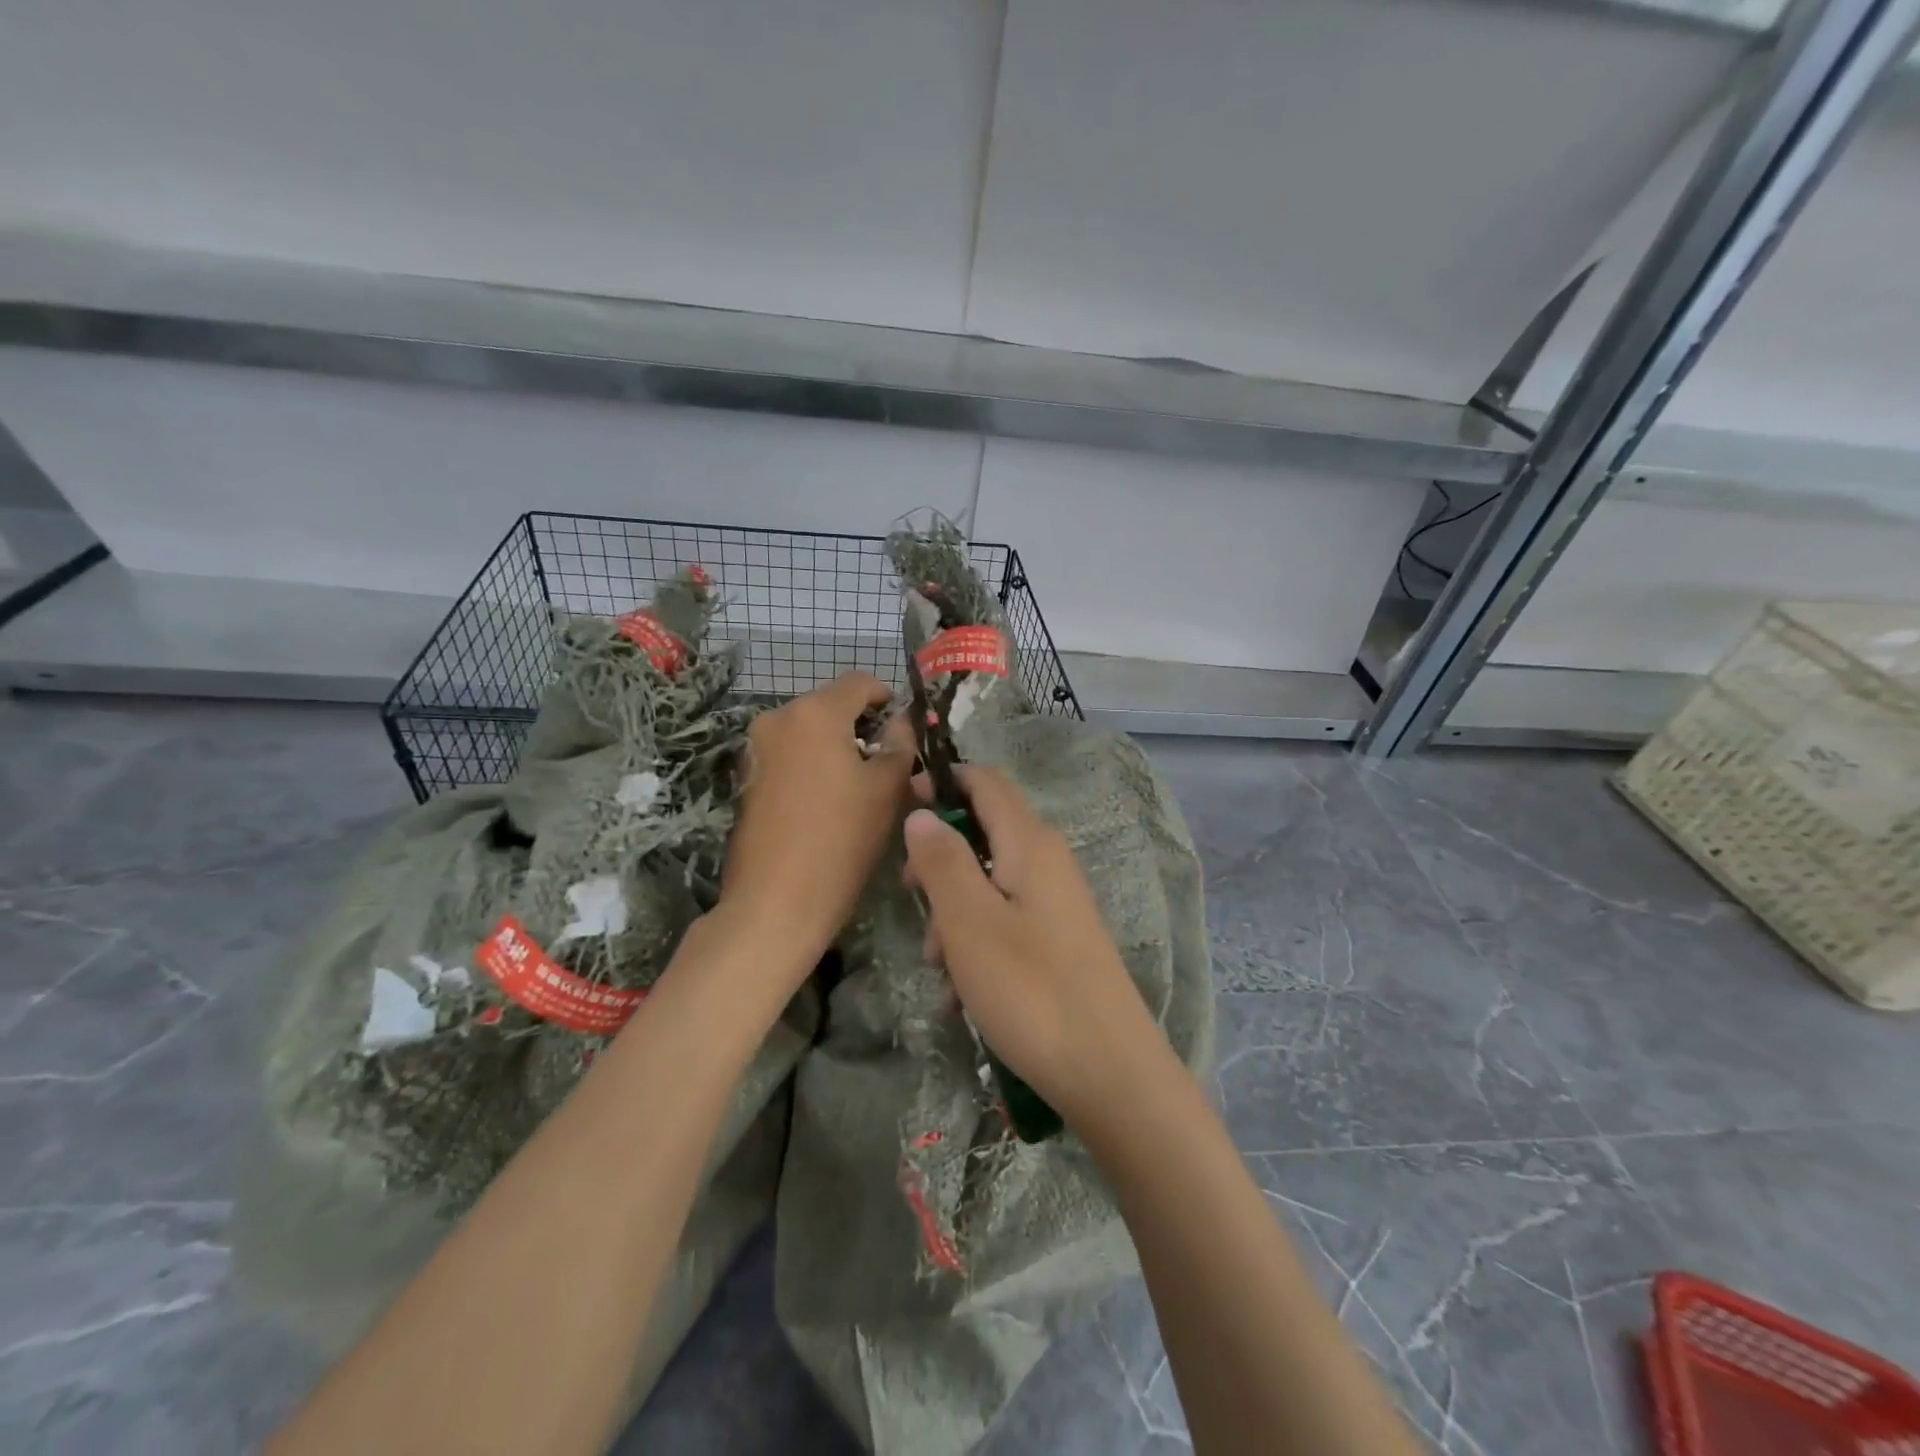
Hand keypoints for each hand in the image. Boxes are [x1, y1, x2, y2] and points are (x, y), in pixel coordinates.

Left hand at [722, 673, 913, 971]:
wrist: (776, 902)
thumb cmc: (841, 839)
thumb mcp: (887, 789)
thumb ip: (901, 745)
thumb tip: (903, 721)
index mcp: (814, 712)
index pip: (861, 683)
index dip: (890, 699)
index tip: (906, 731)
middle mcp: (778, 718)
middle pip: (832, 705)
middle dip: (864, 726)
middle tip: (890, 763)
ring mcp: (757, 748)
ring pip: (811, 731)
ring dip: (839, 747)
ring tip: (862, 786)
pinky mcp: (748, 777)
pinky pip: (791, 755)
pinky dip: (814, 764)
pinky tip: (829, 801)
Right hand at [902, 766, 1167, 1123]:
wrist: (1110, 1074)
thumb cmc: (1031, 990)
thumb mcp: (970, 921)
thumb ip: (942, 860)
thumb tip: (921, 814)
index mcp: (1031, 843)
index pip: (985, 782)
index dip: (943, 782)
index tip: (901, 804)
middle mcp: (1048, 862)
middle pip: (981, 834)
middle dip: (938, 863)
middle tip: (910, 896)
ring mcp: (1056, 904)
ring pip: (987, 885)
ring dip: (952, 916)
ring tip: (940, 969)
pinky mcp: (1057, 942)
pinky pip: (1004, 923)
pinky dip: (976, 946)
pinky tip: (963, 995)